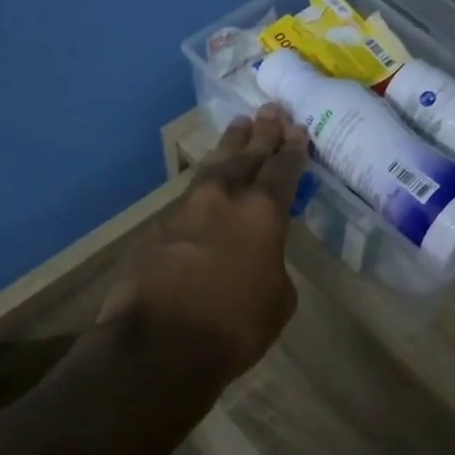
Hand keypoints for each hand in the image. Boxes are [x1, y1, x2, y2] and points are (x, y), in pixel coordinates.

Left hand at [100, 107, 307, 388]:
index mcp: (262, 214)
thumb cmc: (233, 327)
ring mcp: (186, 210)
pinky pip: (188, 198)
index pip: (283, 170)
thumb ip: (273, 268)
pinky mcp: (157, 228)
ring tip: (239, 126)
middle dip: (261, 133)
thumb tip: (260, 260)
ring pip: (213, 168)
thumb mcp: (277, 301)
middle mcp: (224, 199)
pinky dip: (203, 188)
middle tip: (270, 110)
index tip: (297, 129)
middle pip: (246, 156)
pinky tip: (206, 188)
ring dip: (229, 147)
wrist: (158, 344)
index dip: (292, 150)